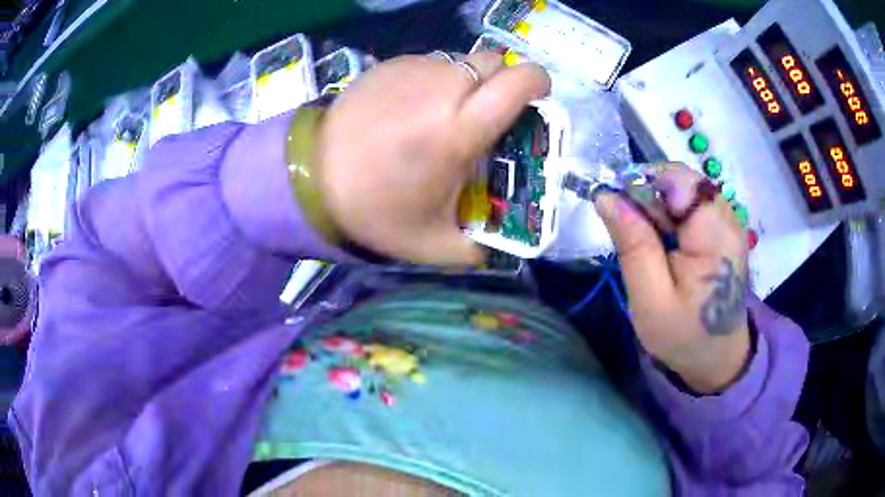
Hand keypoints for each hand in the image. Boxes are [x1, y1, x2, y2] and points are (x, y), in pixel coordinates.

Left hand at [314, 53, 550, 264]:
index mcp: (459, 129)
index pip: (519, 82)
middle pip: (494, 62)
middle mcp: (442, 88)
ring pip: (463, 61)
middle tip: (491, 111)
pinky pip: (431, 64)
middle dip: (503, 82)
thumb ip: (476, 249)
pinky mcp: (390, 64)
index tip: (537, 97)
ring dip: (468, 82)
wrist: (310, 176)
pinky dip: (437, 80)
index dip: (538, 82)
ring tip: (448, 112)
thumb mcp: (432, 244)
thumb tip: (498, 245)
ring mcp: (413, 70)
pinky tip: (415, 107)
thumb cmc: (373, 209)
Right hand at [594, 164, 751, 393]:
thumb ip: (633, 246)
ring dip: (658, 208)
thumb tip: (607, 196)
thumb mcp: (650, 300)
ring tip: (651, 246)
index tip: (621, 212)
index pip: (679, 179)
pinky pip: (690, 203)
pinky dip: (670, 216)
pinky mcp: (723, 226)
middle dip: (649, 199)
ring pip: (682, 189)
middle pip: (680, 180)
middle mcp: (728, 218)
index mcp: (715, 236)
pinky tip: (666, 244)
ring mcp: (728, 220)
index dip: (645, 185)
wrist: (716, 355)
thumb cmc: (683, 335)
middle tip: (634, 239)